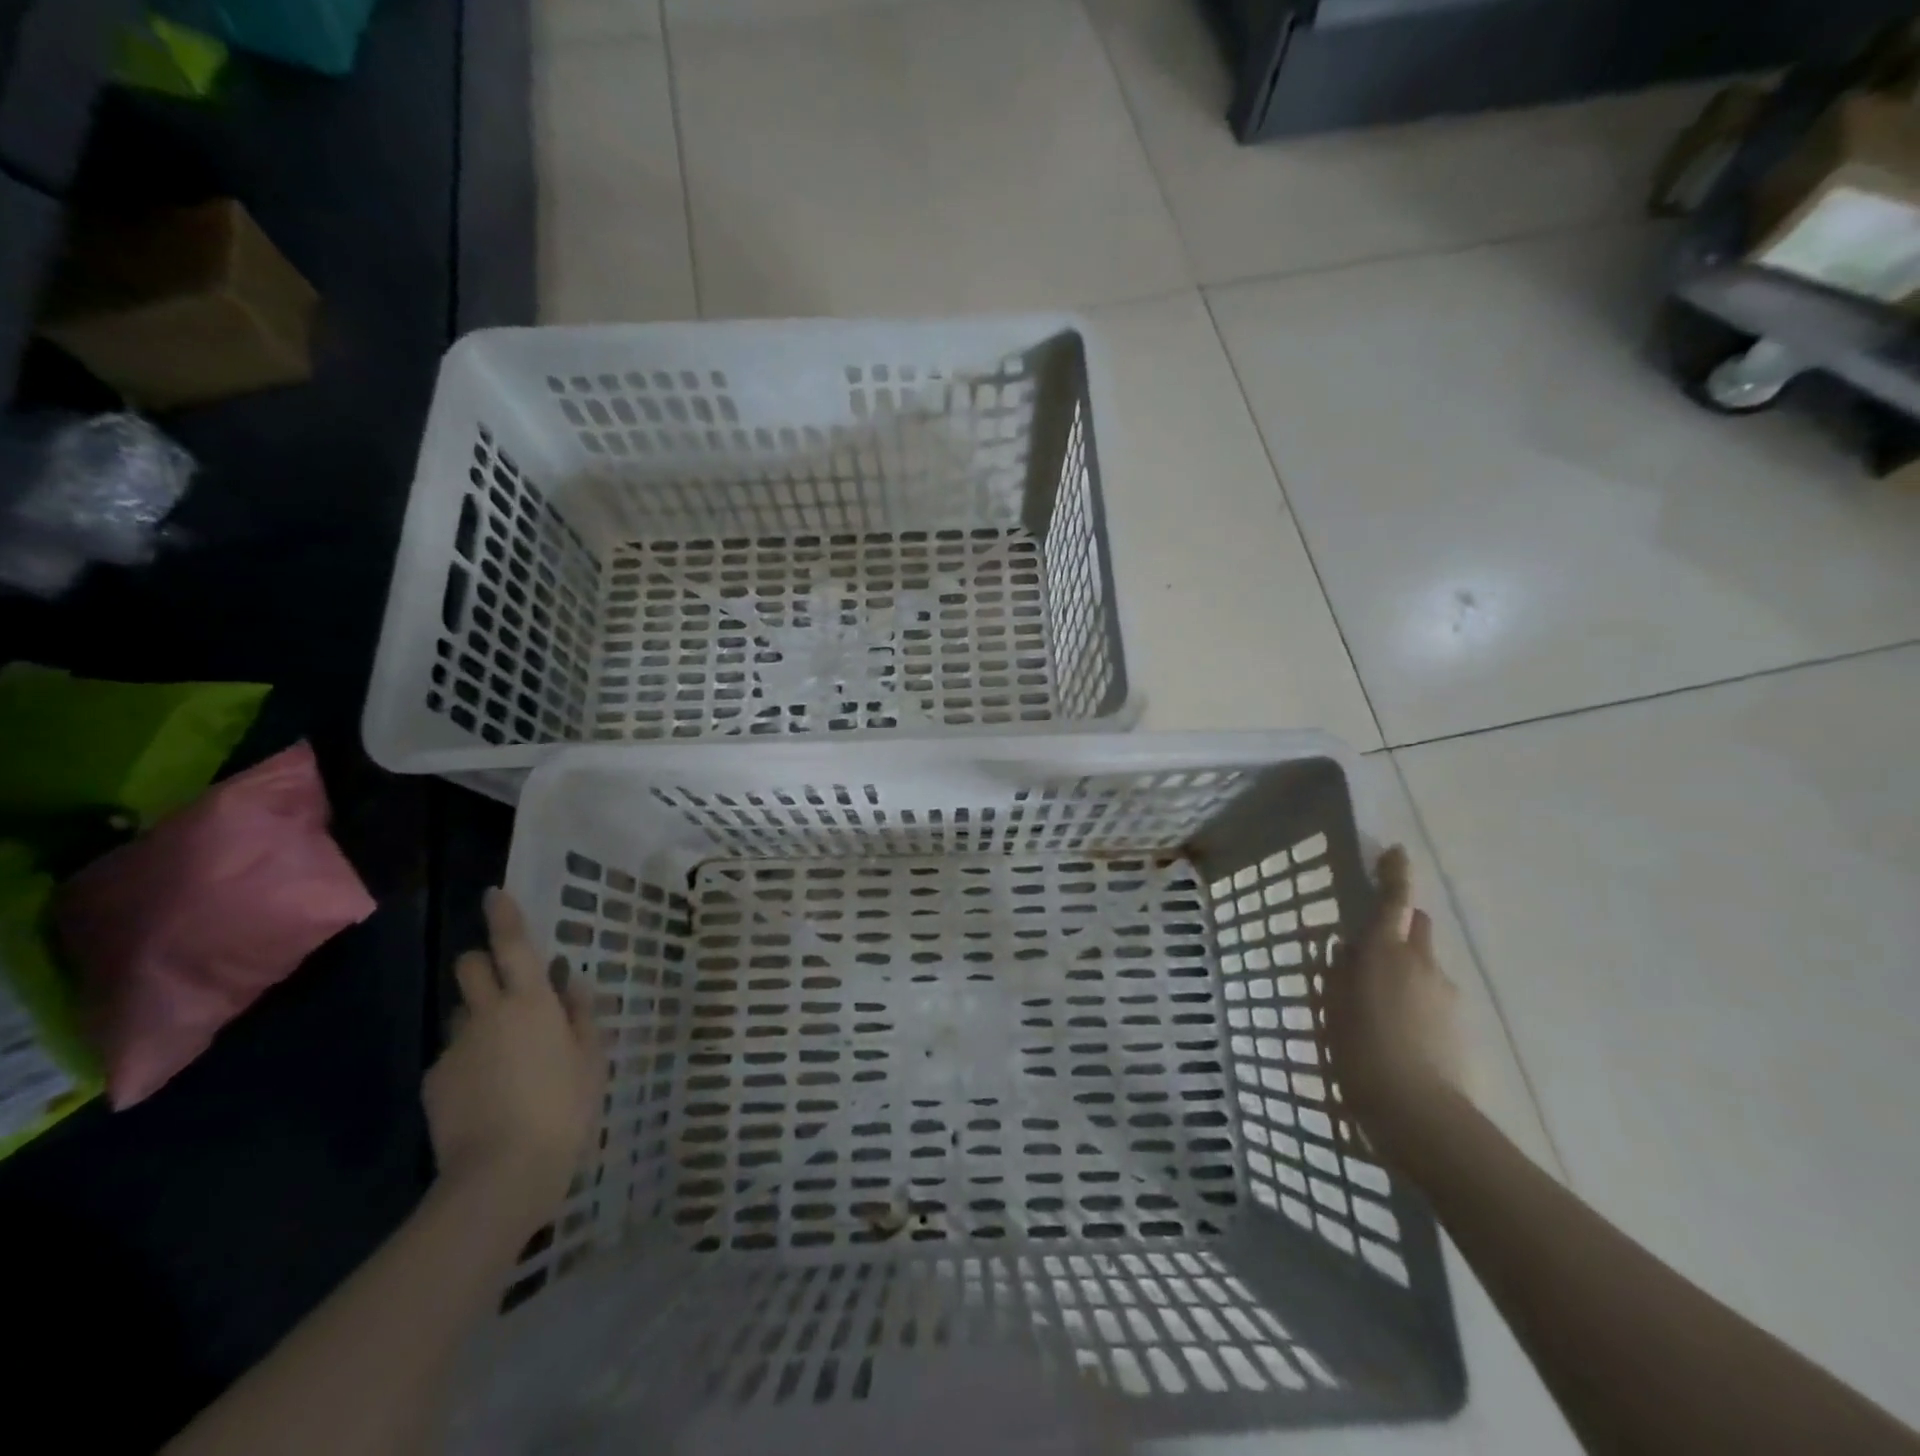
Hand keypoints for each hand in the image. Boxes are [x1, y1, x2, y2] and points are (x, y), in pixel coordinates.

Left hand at [424, 888, 605, 1236]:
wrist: (502, 1174)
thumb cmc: (564, 1107)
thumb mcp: (591, 1058)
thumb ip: (581, 1014)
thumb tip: (572, 981)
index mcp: (531, 1002)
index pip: (512, 945)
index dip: (504, 916)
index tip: (493, 894)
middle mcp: (487, 1014)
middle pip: (469, 967)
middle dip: (481, 964)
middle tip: (507, 987)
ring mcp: (455, 1049)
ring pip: (461, 1015)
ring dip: (479, 1019)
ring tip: (503, 1057)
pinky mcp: (433, 1083)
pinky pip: (452, 1057)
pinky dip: (468, 1063)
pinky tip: (488, 1094)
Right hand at [1325, 846, 1466, 1135]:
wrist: (1419, 1113)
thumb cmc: (1359, 1050)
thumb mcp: (1333, 1006)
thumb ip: (1341, 972)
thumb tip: (1348, 949)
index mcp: (1386, 952)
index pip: (1394, 900)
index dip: (1395, 872)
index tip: (1395, 851)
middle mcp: (1423, 964)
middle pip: (1418, 926)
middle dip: (1400, 924)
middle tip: (1371, 945)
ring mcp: (1448, 995)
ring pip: (1425, 964)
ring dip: (1406, 967)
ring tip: (1379, 1004)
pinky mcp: (1461, 1025)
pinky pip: (1434, 996)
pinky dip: (1417, 999)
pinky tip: (1398, 1031)